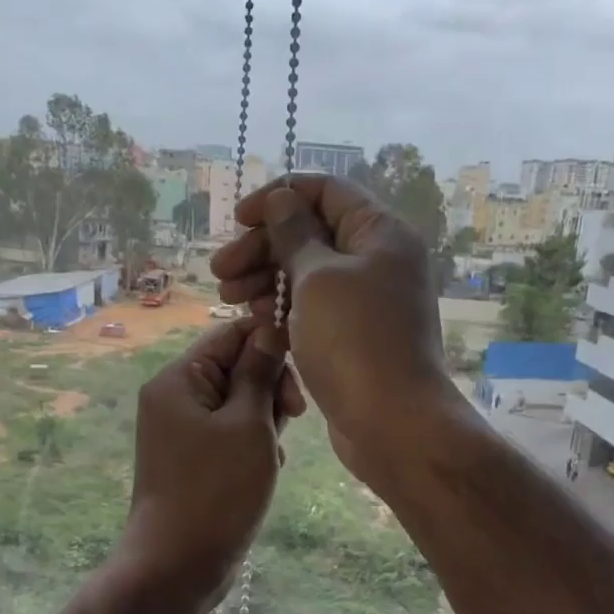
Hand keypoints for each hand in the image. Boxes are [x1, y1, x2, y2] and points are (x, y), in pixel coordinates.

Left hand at [121, 316, 303, 604]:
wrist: (177, 566)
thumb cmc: (216, 491)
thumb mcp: (248, 425)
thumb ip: (260, 373)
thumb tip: (271, 329)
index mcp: (178, 379)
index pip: (231, 335)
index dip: (270, 343)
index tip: (303, 371)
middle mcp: (175, 398)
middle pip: (235, 367)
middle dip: (270, 387)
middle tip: (293, 417)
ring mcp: (182, 431)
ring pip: (238, 404)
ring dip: (266, 421)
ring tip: (275, 454)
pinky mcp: (193, 460)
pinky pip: (230, 434)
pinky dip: (253, 445)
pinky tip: (266, 470)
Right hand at [210, 174, 460, 484]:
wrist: (393, 423)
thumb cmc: (354, 341)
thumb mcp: (317, 278)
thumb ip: (294, 234)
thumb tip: (283, 199)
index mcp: (379, 232)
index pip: (325, 191)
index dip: (278, 197)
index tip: (238, 221)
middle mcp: (376, 260)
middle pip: (310, 234)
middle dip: (262, 248)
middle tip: (220, 272)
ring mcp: (365, 301)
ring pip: (306, 276)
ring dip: (265, 281)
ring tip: (230, 299)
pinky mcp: (352, 337)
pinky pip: (312, 311)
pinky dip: (284, 313)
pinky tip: (258, 326)